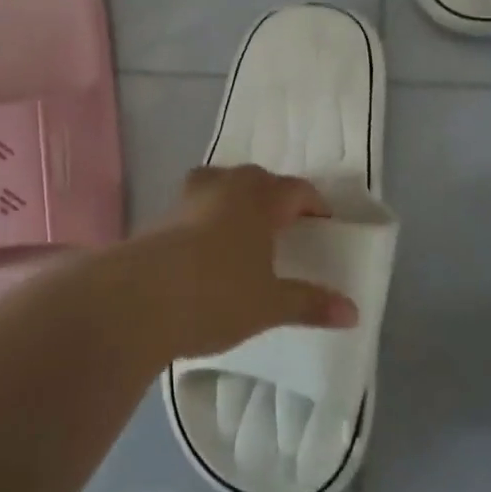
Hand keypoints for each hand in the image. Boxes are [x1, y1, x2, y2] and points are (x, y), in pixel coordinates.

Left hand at [129, 164, 357, 360]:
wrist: (137, 300)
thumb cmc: (217, 295)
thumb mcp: (269, 305)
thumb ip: (310, 303)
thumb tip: (353, 312)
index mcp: (259, 198)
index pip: (296, 190)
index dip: (314, 204)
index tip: (324, 224)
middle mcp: (224, 187)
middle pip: (257, 179)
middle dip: (274, 197)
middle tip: (286, 226)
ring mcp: (188, 198)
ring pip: (220, 186)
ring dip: (236, 201)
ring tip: (245, 231)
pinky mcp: (161, 217)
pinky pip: (196, 207)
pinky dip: (208, 219)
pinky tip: (208, 251)